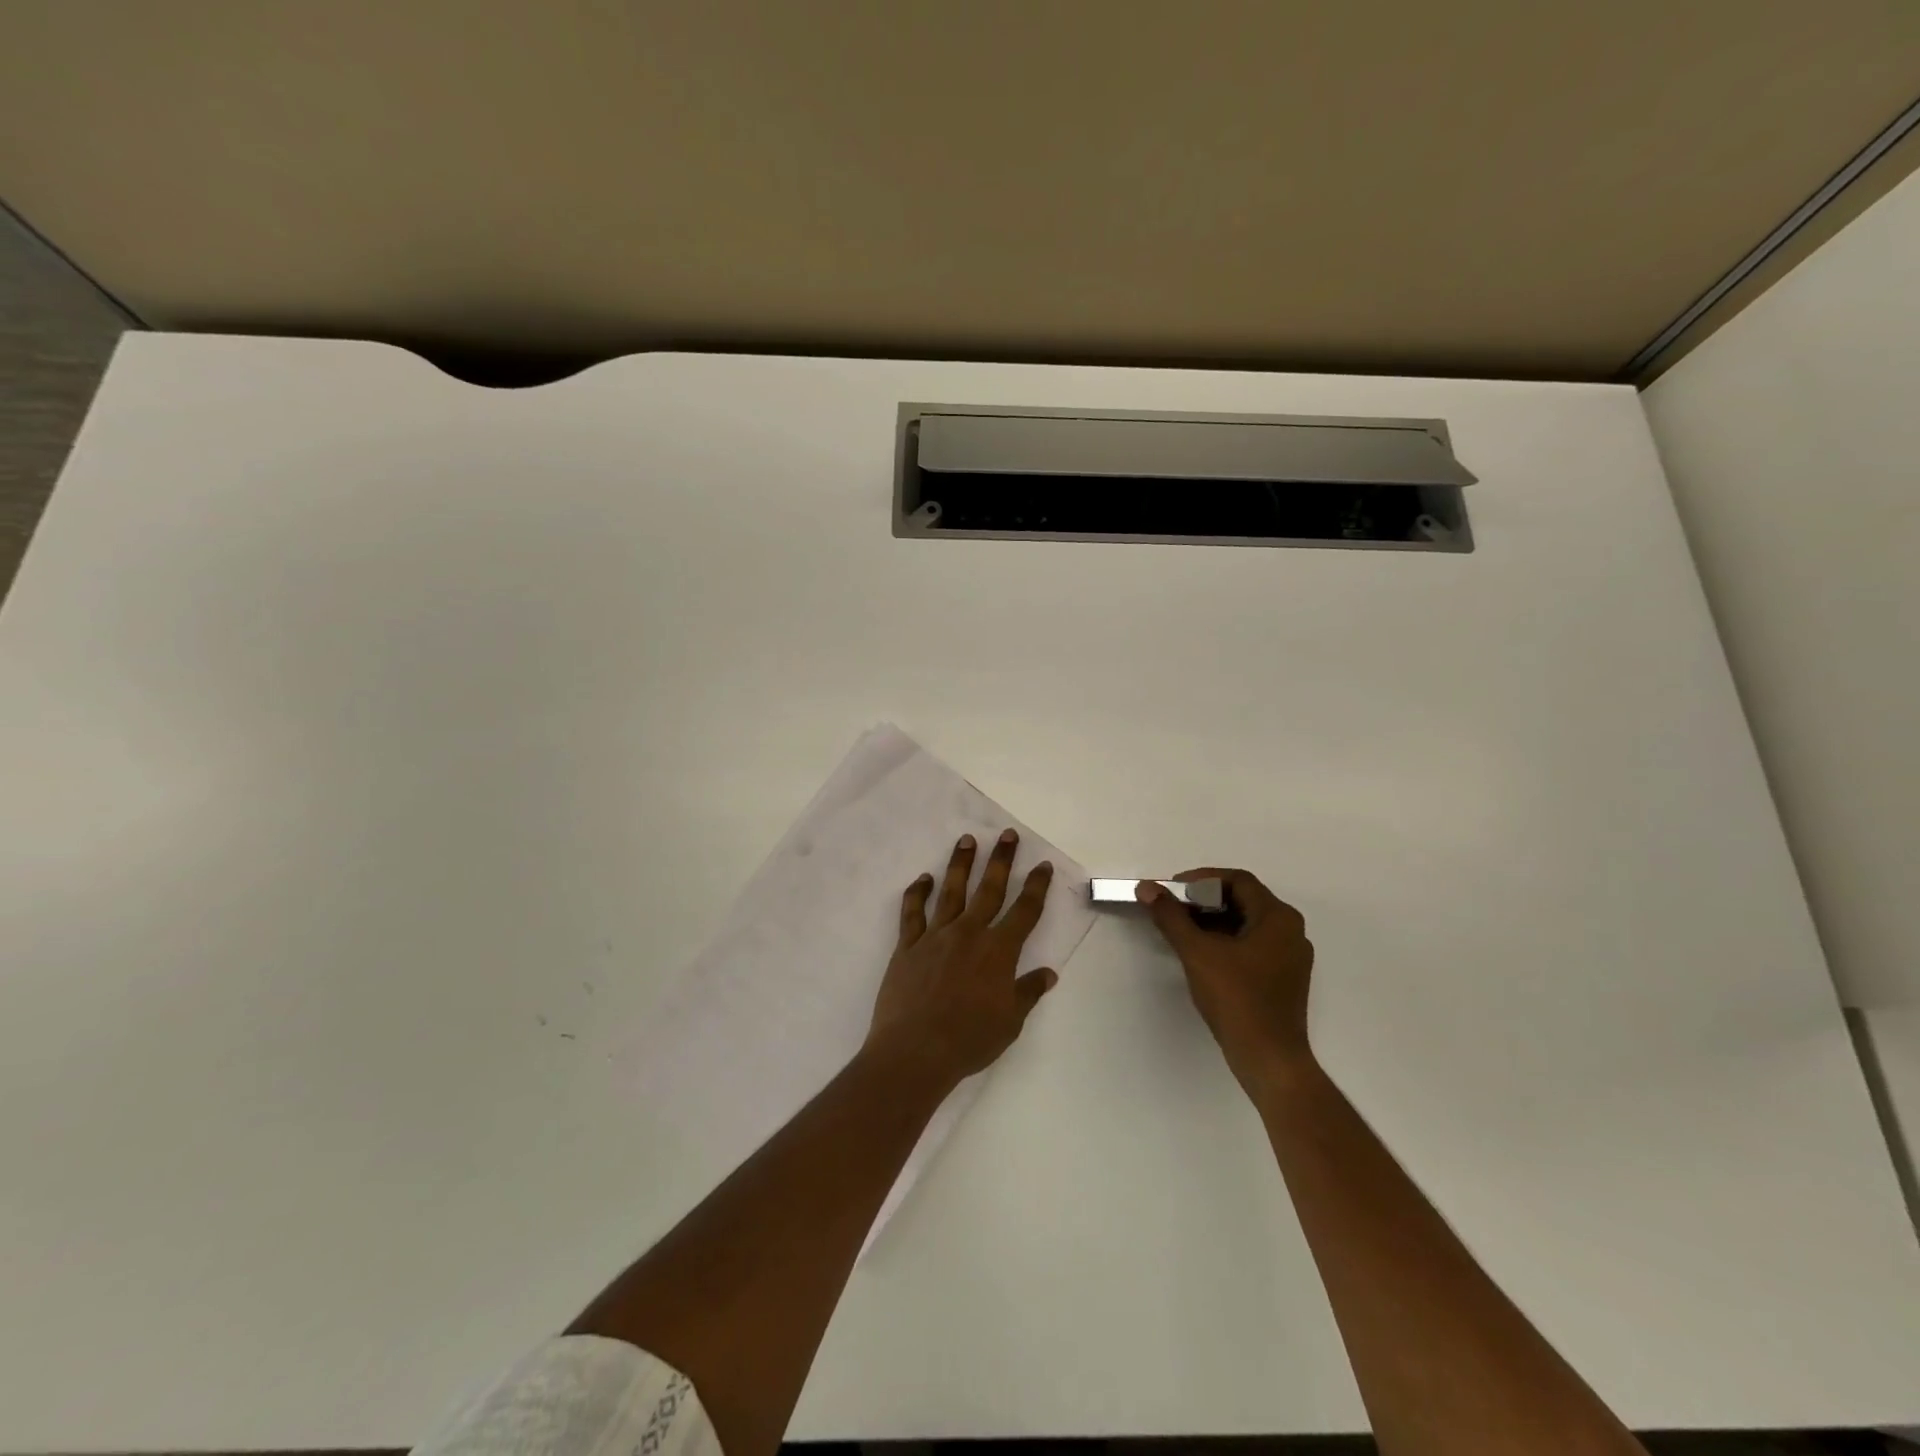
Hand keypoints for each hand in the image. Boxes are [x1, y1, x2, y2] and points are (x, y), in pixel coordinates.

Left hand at [866, 829, 1058, 1091]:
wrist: (916, 1051)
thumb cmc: (969, 1040)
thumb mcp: (1010, 1022)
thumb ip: (1028, 992)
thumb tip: (1048, 973)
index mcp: (998, 951)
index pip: (1024, 911)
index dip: (1036, 887)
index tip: (1042, 865)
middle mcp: (969, 933)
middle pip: (989, 889)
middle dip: (1001, 860)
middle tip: (1007, 835)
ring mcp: (935, 936)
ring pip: (951, 891)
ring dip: (960, 864)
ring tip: (966, 840)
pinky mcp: (907, 946)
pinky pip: (912, 913)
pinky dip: (917, 893)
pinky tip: (923, 879)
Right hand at [1138, 869, 1314, 1098]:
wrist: (1269, 1059)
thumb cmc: (1237, 999)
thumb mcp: (1197, 952)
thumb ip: (1171, 916)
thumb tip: (1147, 887)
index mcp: (1278, 918)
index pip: (1238, 881)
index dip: (1202, 879)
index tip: (1173, 890)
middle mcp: (1291, 932)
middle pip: (1243, 900)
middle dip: (1205, 900)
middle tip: (1173, 908)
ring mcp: (1290, 957)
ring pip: (1246, 924)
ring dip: (1213, 921)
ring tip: (1181, 930)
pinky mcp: (1283, 979)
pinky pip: (1252, 945)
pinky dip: (1225, 941)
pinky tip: (1201, 954)